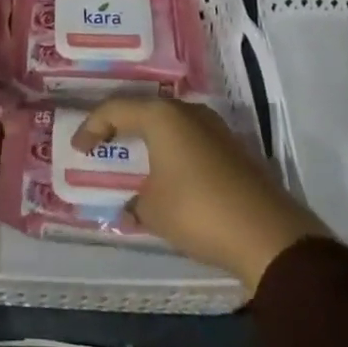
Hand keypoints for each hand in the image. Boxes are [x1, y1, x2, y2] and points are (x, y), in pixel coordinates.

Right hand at [72, 97, 328, 290]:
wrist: (269, 237)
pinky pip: (191, 143)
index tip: (78, 149)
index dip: (91, 127)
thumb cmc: (198, 212)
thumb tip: (133, 202)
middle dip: (121, 128)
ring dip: (151, 142)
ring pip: (171, 126)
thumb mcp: (152, 210)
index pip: (115, 109)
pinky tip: (169, 176)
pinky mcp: (234, 150)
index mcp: (162, 115)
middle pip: (145, 111)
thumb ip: (134, 200)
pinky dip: (173, 154)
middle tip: (103, 145)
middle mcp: (188, 112)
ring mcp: (216, 129)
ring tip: (134, 161)